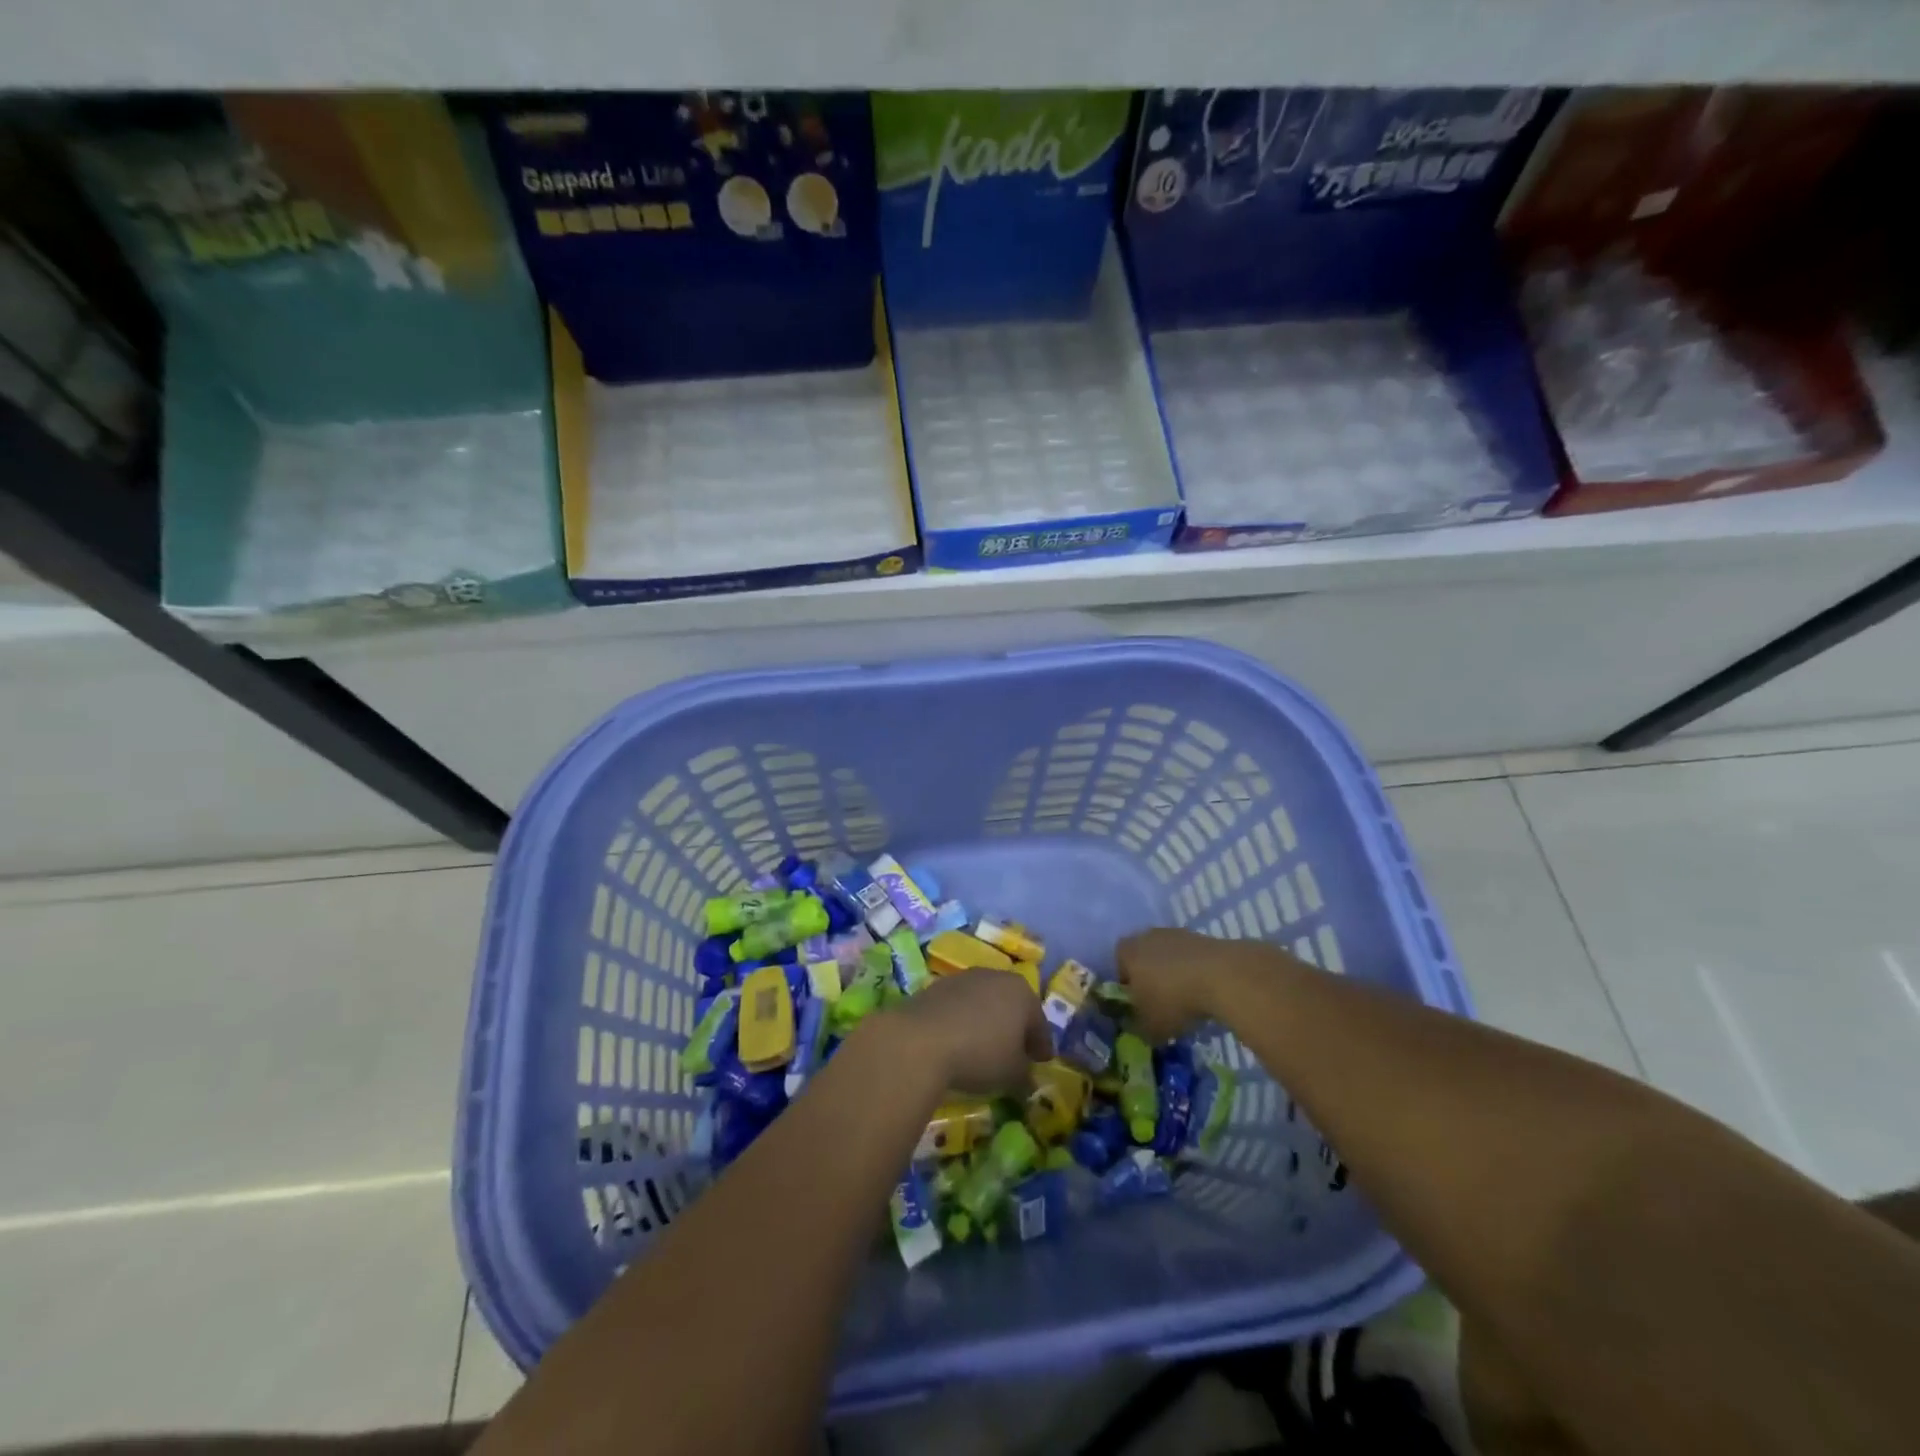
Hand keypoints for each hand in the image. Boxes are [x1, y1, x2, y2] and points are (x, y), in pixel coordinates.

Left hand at [880, 970, 1051, 1095]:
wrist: (921, 1040)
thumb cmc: (980, 1053)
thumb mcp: (1012, 1073)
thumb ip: (1025, 1075)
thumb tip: (1028, 1080)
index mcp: (1022, 992)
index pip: (1039, 1023)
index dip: (1042, 1045)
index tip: (1042, 1062)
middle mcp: (995, 977)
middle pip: (1012, 1006)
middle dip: (1015, 1029)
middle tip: (1016, 1054)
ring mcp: (964, 978)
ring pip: (985, 1002)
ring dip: (988, 1022)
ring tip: (984, 1048)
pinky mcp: (937, 987)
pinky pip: (960, 1006)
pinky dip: (964, 1020)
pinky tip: (958, 1041)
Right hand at [1116, 927, 1268, 1041]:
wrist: (1222, 976)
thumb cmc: (1173, 1000)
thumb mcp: (1148, 1027)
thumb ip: (1135, 1027)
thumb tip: (1135, 1026)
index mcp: (1125, 952)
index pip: (1117, 969)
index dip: (1126, 990)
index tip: (1138, 1009)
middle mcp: (1146, 936)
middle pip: (1142, 960)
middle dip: (1149, 980)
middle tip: (1161, 1005)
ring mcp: (1175, 934)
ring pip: (1167, 957)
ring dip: (1173, 976)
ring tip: (1186, 1000)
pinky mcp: (1201, 937)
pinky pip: (1189, 958)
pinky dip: (1193, 972)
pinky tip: (1204, 991)